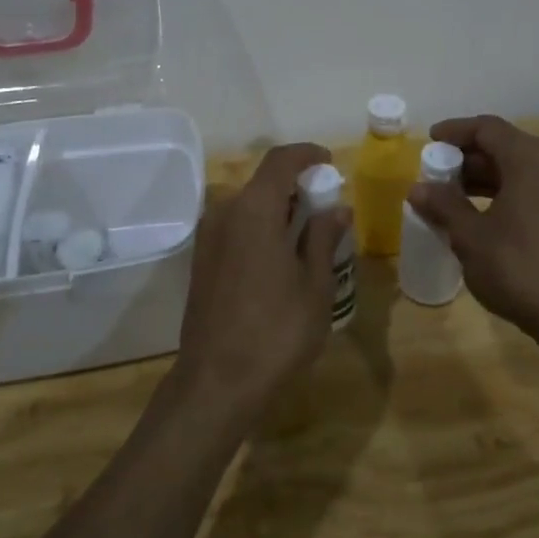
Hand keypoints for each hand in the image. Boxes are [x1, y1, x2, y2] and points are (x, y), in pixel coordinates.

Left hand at [175, 143, 349, 413]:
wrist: (217, 382)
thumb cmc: (276, 331)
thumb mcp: (315, 285)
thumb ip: (324, 239)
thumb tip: (337, 209)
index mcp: (253, 211)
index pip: (280, 161)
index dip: (307, 155)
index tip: (329, 163)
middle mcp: (224, 214)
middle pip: (262, 183)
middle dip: (296, 186)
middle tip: (326, 207)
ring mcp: (207, 238)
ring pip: (247, 206)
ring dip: (277, 209)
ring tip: (308, 235)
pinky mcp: (201, 261)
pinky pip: (235, 227)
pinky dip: (260, 227)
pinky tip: (281, 256)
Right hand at [406, 115, 538, 347]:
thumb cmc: (518, 268)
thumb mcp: (471, 237)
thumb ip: (443, 206)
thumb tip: (418, 188)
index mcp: (530, 159)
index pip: (487, 128)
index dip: (455, 131)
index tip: (429, 140)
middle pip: (506, 146)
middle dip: (468, 157)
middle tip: (437, 173)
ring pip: (521, 169)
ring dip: (486, 177)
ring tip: (453, 196)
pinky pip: (535, 188)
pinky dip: (507, 192)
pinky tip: (484, 216)